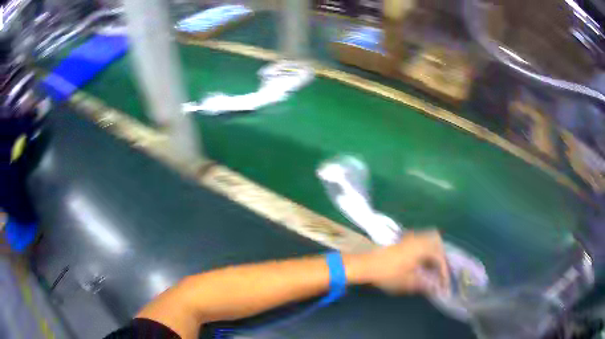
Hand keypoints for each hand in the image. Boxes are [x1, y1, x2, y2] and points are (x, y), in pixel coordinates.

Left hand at [349, 230, 449, 294]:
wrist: (365, 264)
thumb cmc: (387, 274)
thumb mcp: (408, 282)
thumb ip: (425, 284)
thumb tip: (437, 287)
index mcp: (422, 247)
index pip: (440, 258)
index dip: (444, 272)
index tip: (444, 284)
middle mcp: (418, 238)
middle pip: (437, 246)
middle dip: (441, 260)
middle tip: (441, 274)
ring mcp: (410, 237)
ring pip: (430, 242)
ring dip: (434, 255)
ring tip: (432, 270)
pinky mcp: (403, 240)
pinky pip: (421, 242)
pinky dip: (425, 252)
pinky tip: (421, 263)